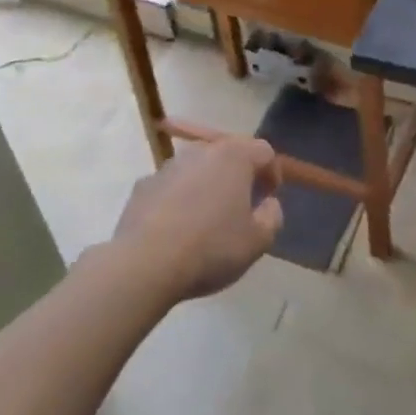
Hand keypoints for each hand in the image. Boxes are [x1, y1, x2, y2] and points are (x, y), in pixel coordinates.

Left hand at [109, 137, 284, 301]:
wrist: (144, 263)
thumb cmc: (211, 248)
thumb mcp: (257, 242)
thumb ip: (272, 217)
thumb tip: (268, 203)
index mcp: (234, 156)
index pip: (264, 151)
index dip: (272, 172)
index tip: (269, 197)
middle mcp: (201, 150)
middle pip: (228, 154)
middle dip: (238, 175)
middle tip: (242, 205)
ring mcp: (169, 166)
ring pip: (197, 169)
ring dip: (207, 185)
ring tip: (207, 219)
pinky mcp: (143, 185)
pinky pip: (171, 187)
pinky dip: (178, 199)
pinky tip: (176, 228)